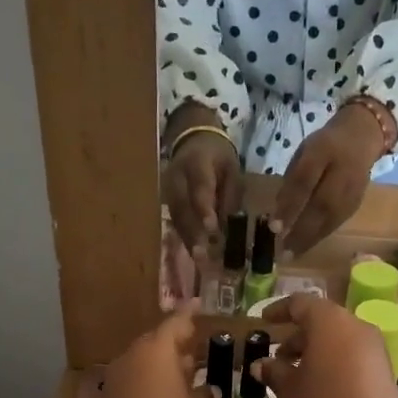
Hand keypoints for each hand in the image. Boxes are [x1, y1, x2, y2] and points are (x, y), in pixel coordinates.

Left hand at [80, 306, 218, 397]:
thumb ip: (209, 396)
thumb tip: (210, 390)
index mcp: (157, 350)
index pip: (177, 322)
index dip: (191, 314)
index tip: (200, 305)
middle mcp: (133, 356)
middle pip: (158, 340)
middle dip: (178, 342)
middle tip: (198, 346)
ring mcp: (118, 376)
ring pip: (145, 360)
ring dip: (164, 363)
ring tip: (187, 371)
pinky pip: (136, 378)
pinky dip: (151, 380)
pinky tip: (167, 392)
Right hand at [161, 106, 242, 250]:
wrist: (192, 138)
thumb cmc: (217, 156)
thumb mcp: (232, 168)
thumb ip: (230, 194)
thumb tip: (227, 224)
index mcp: (196, 163)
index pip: (199, 187)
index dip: (203, 208)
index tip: (211, 228)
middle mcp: (176, 177)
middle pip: (182, 207)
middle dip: (192, 232)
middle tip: (202, 255)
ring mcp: (167, 188)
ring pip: (176, 216)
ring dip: (187, 239)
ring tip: (198, 259)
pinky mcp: (166, 199)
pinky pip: (174, 219)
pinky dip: (184, 236)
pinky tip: (193, 252)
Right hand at [253, 294, 397, 397]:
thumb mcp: (290, 390)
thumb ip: (274, 371)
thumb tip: (260, 364)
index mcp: (329, 321)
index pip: (300, 303)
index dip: (279, 310)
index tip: (263, 321)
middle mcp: (355, 326)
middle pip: (321, 322)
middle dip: (296, 338)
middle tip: (277, 359)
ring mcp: (373, 347)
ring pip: (337, 340)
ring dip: (313, 353)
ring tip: (293, 379)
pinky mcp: (383, 369)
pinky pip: (350, 356)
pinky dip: (331, 364)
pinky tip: (317, 389)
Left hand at [273, 104, 384, 256]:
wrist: (361, 137)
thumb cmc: (324, 147)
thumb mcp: (304, 153)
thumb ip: (292, 180)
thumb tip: (280, 213)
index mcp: (322, 150)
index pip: (304, 181)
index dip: (289, 206)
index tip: (273, 228)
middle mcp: (342, 170)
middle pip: (322, 205)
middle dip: (301, 230)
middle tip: (283, 251)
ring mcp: (354, 188)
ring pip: (332, 218)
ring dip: (311, 238)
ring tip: (293, 254)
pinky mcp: (358, 201)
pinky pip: (338, 221)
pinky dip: (321, 235)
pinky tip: (308, 245)